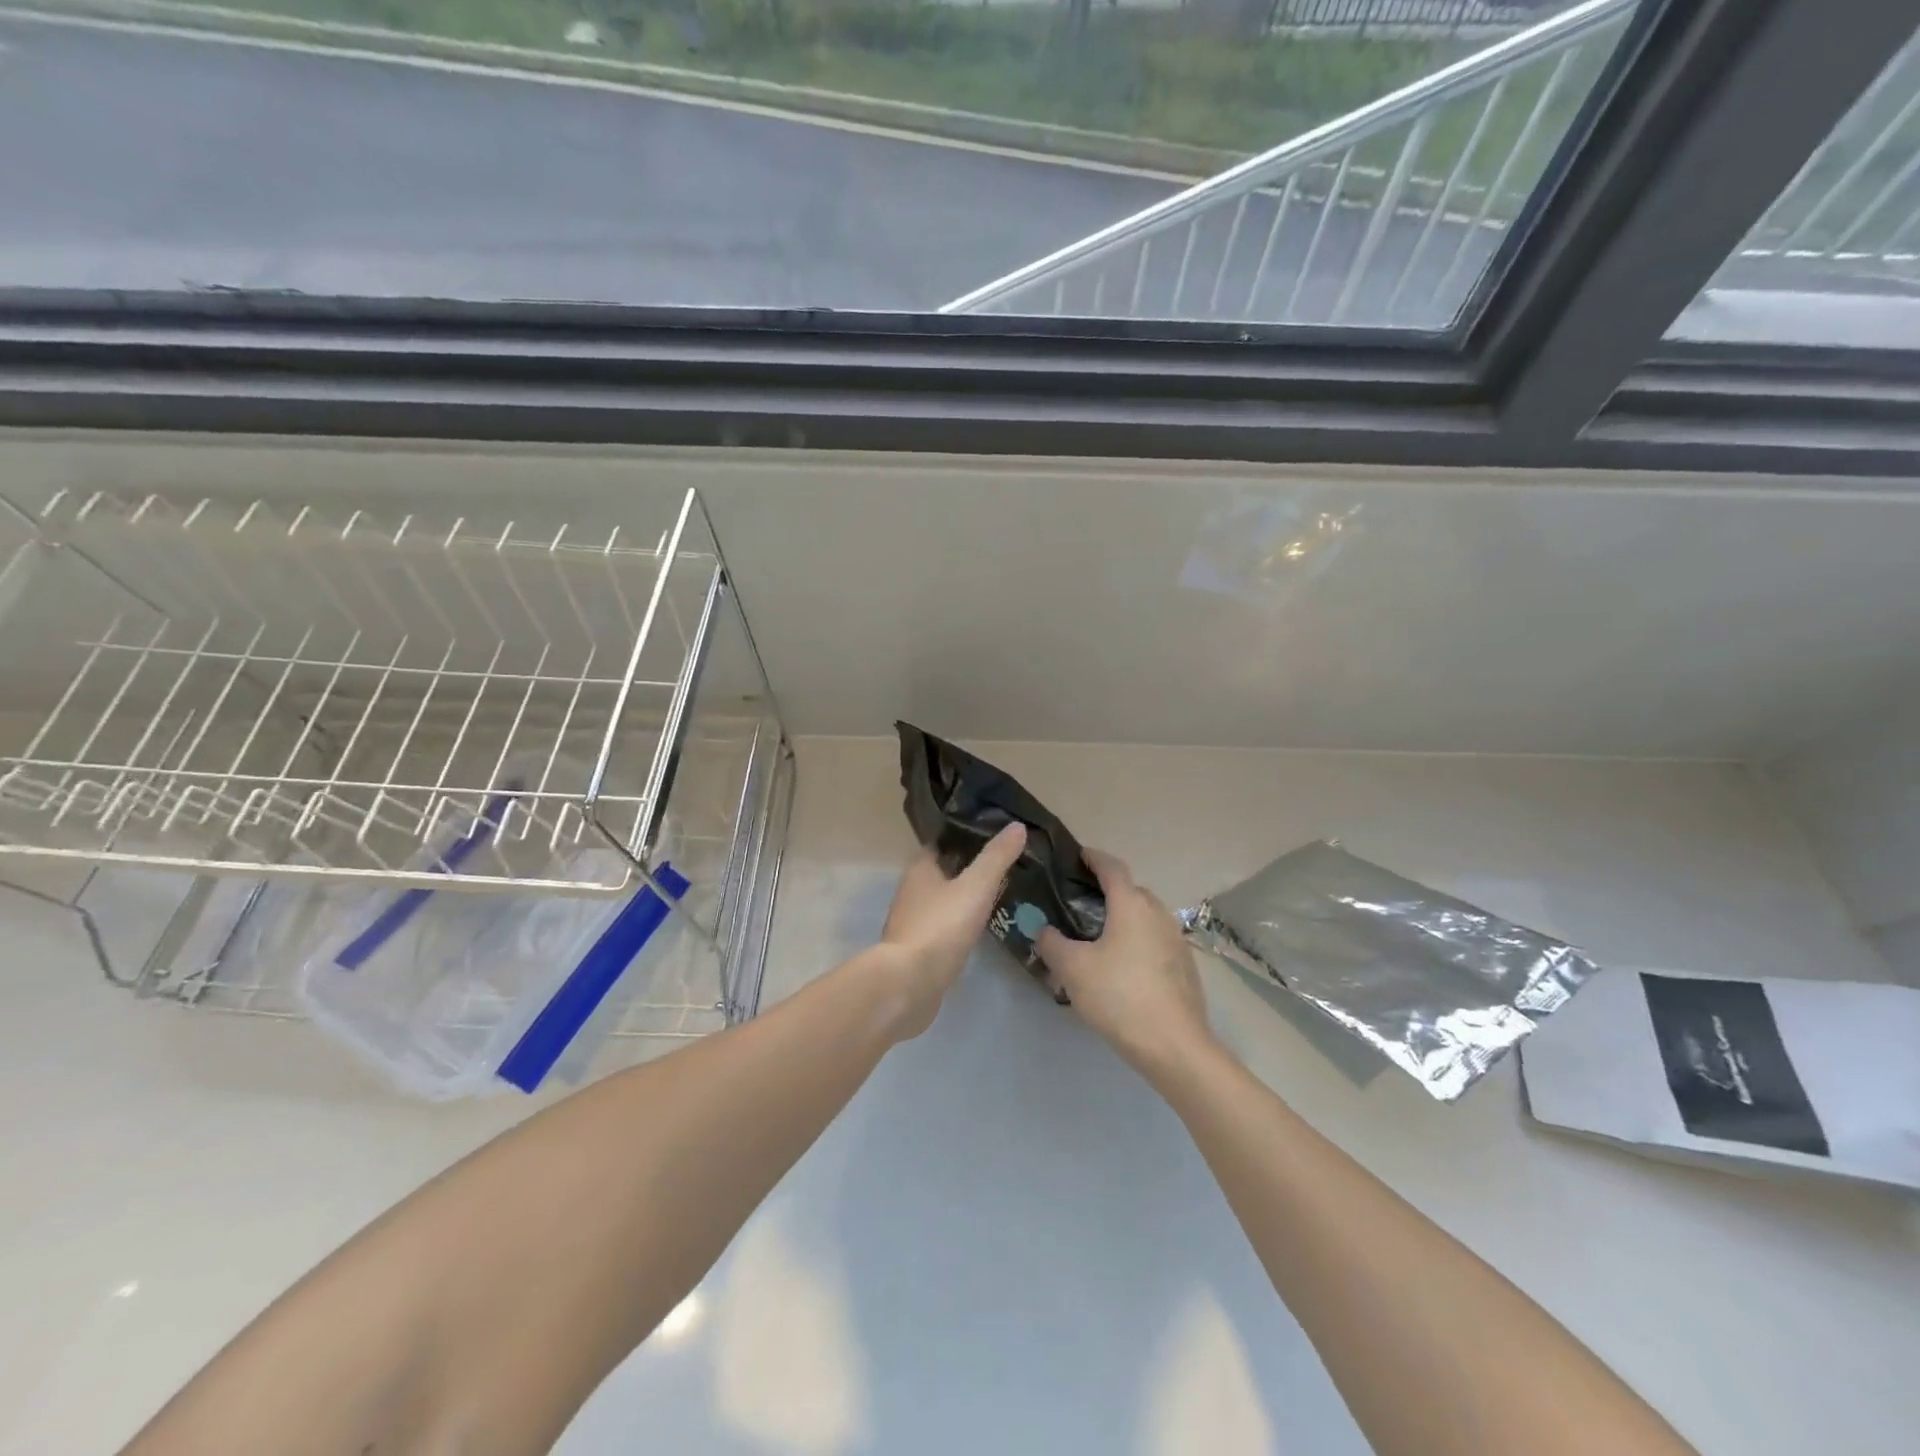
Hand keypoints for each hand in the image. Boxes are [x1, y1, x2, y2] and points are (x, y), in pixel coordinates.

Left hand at [872, 822, 1027, 1040]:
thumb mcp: (975, 886)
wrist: (909, 984)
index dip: (966, 835)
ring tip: (999, 894)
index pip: (943, 842)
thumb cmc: (941, 926)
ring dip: (965, 897)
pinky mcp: (919, 951)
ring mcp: (914, 922)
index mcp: (920, 868)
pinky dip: (961, 924)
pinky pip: (944, 927)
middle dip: (969, 867)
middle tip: (1004, 864)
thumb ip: (996, 857)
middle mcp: (912, 891)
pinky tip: (981, 928)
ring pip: (944, 900)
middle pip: (943, 871)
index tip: (994, 833)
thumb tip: (1017, 826)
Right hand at [1036, 848, 1214, 1078]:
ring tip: (1098, 938)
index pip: (1112, 867)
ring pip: (1145, 917)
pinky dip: (1137, 941)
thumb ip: (1052, 943)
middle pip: (1131, 891)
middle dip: (1107, 891)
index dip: (1094, 857)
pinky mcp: (1185, 966)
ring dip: (1124, 918)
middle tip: (1080, 904)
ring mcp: (1176, 940)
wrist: (1175, 1046)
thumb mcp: (1073, 969)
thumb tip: (1044, 930)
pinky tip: (1122, 968)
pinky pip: (1155, 941)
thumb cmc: (1119, 996)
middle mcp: (1158, 913)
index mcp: (1131, 904)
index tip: (1078, 855)